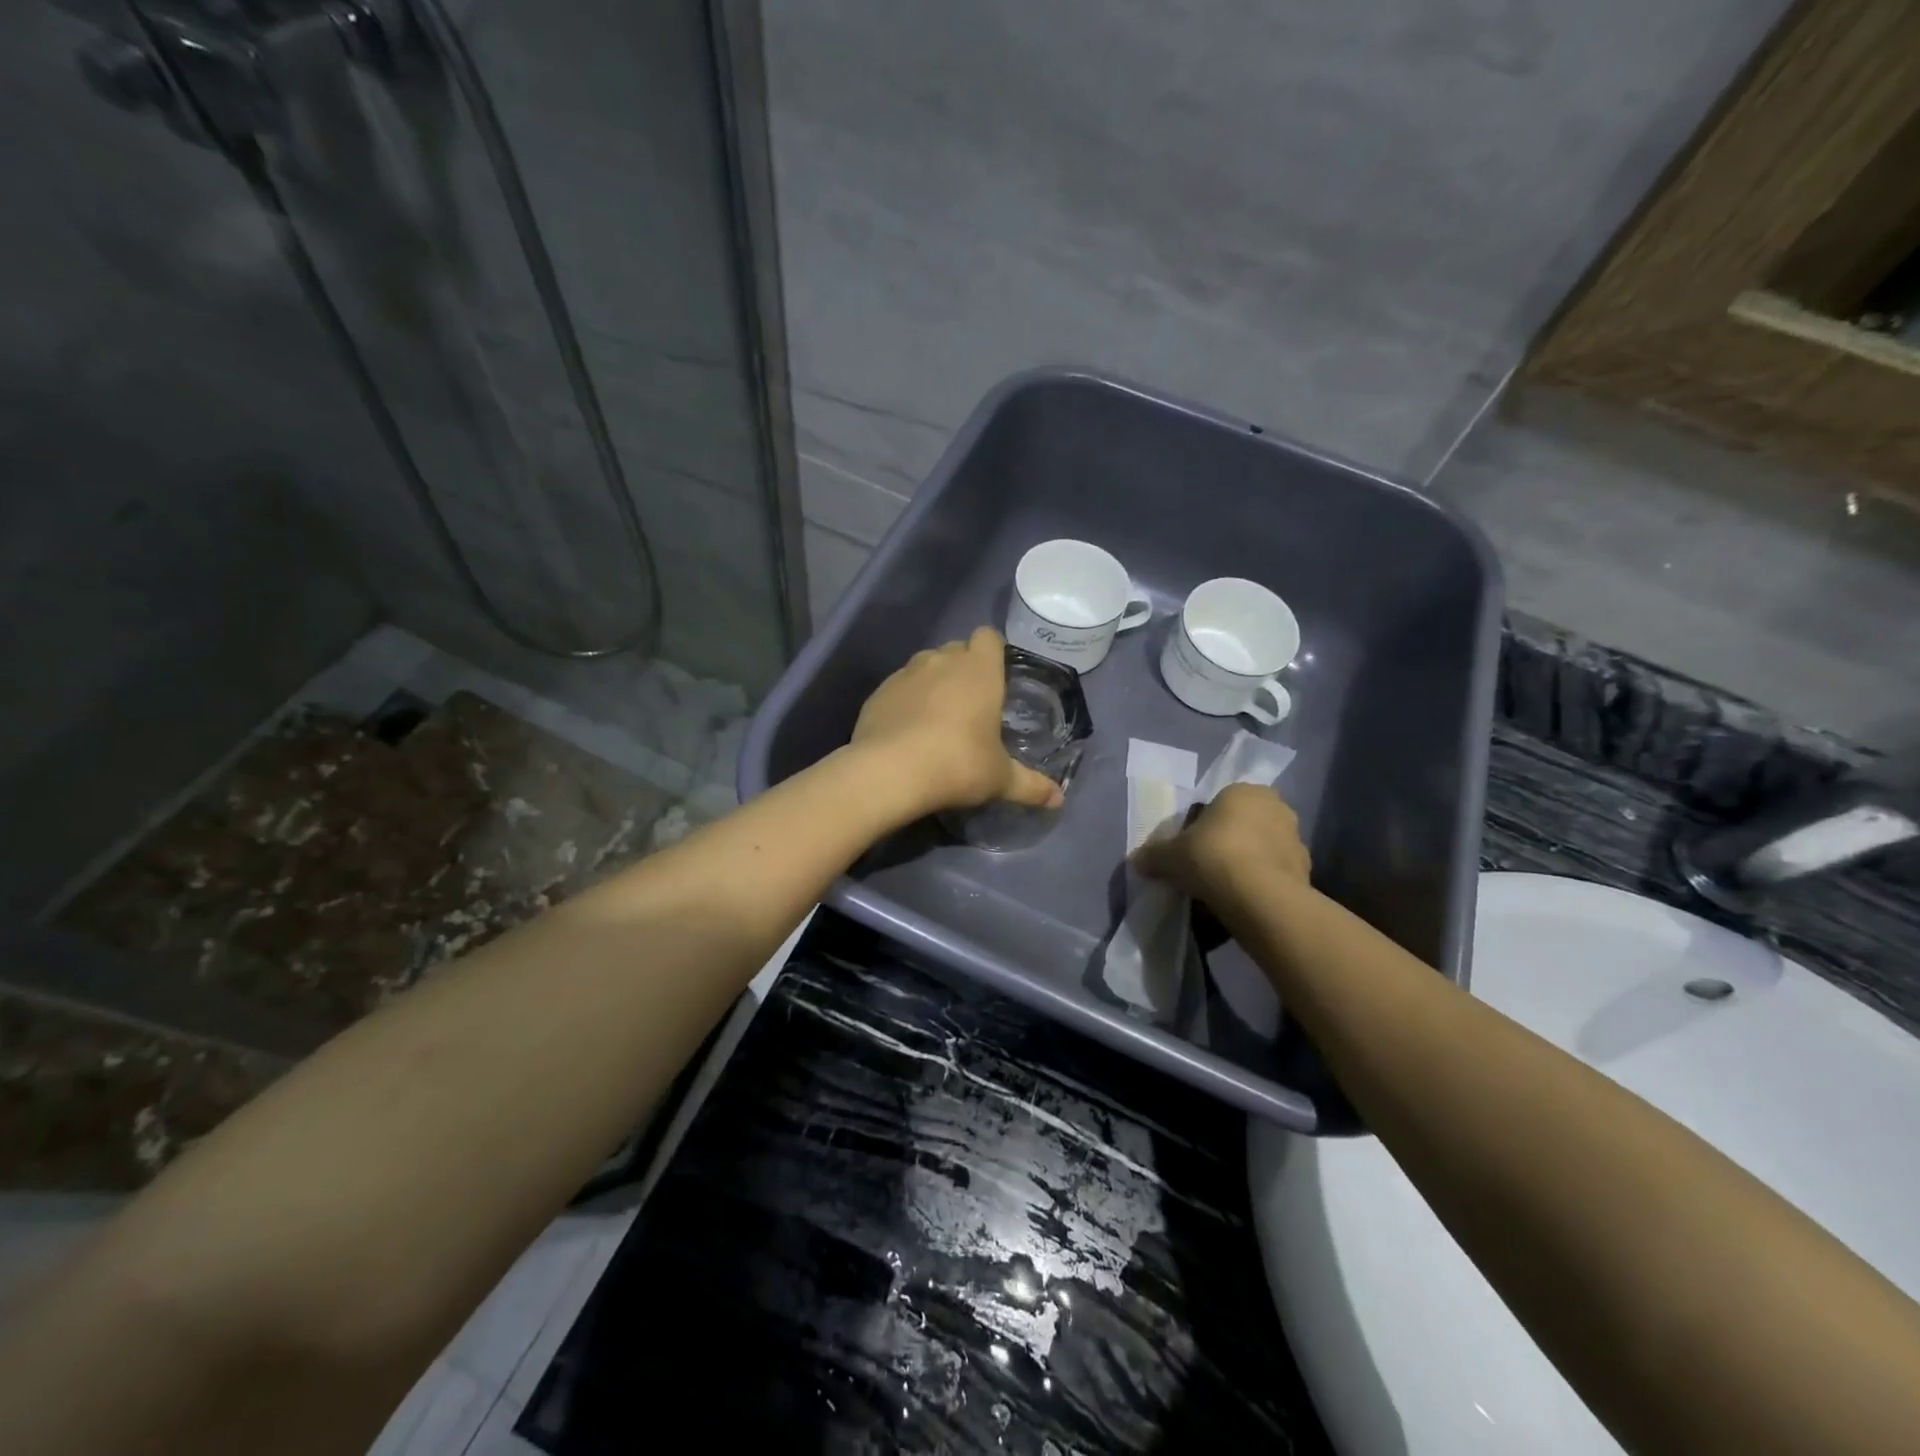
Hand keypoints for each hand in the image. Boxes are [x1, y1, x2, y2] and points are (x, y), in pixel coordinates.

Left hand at [851, 627, 1065, 816]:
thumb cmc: (957, 764)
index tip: (997, 675)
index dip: (993, 651)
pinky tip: (906, 731)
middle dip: (964, 667)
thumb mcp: (1000, 779)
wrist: (889, 772)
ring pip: (925, 665)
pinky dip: (905, 700)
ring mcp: (905, 673)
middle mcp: (941, 661)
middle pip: (956, 648)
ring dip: (934, 682)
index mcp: (979, 670)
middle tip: (972, 703)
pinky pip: (899, 687)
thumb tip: (1059, 800)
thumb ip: (1030, 785)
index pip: (988, 636)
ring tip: (938, 718)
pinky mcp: (878, 692)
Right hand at [1132, 783, 1310, 913]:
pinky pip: (1276, 874)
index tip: (1192, 849)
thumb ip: (1154, 855)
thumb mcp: (1170, 855)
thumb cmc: (1212, 857)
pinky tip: (1244, 903)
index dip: (1203, 826)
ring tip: (1225, 891)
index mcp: (1243, 791)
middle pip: (1245, 825)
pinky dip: (1262, 885)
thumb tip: (1136, 860)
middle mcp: (1275, 807)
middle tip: (1206, 868)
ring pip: (1263, 849)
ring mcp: (1296, 839)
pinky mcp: (1307, 871)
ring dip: (1248, 864)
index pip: (1221, 803)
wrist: (1259, 897)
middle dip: (1229, 843)